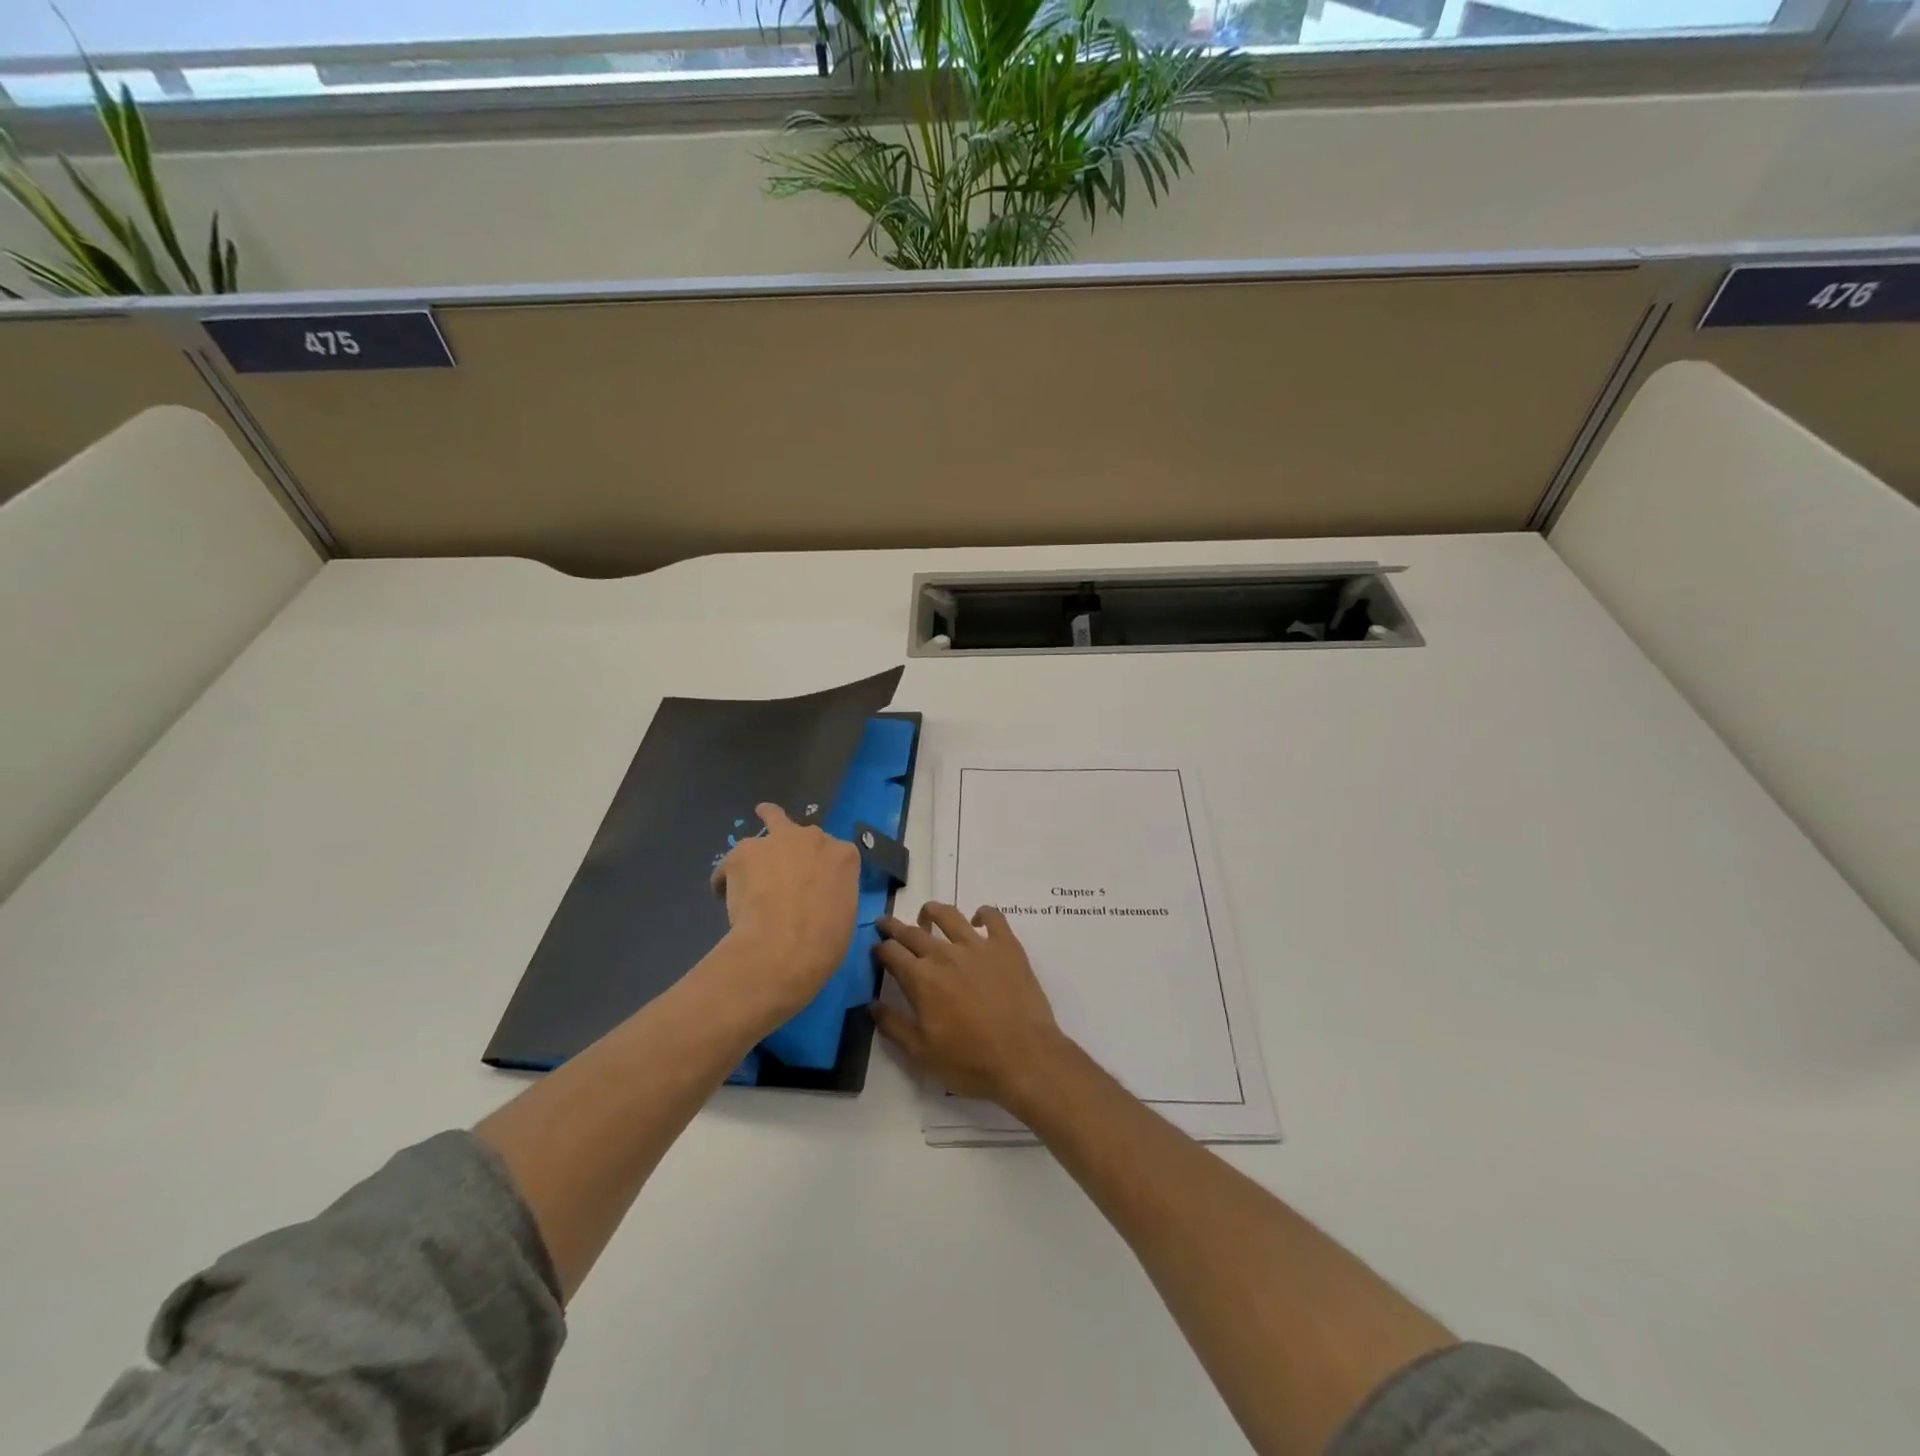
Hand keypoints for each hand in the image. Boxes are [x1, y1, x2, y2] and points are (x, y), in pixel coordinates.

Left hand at [711, 803, 859, 1021]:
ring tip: (748, 862)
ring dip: (762, 844)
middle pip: (803, 834)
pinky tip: (724, 898)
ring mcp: (777, 840)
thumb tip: (816, 901)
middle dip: (795, 849)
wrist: (783, 947)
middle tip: (784, 874)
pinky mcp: (743, 852)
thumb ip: (833, 895)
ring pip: (770, 818)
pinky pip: (732, 862)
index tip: (816, 887)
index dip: (823, 869)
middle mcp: (813, 838)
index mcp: (844, 856)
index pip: (836, 853)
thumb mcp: (845, 916)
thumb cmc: (824, 941)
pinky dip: (728, 878)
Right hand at [872, 902, 1071, 1110]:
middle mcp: (945, 954)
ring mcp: (978, 946)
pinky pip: (993, 917)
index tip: (877, 949)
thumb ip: (893, 1025)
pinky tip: (978, 920)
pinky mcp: (1007, 946)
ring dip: (933, 912)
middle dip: (895, 926)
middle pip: (913, 931)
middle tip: (887, 924)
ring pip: (949, 915)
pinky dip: (983, 913)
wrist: (1024, 1057)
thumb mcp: (922, 1053)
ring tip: (927, 915)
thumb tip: (872, 1004)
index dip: (880, 949)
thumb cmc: (970, 1061)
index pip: (891, 952)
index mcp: (921, 979)